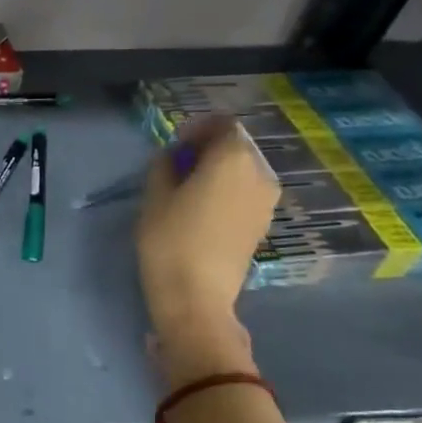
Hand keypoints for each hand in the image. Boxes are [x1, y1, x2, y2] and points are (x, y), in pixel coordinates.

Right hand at [135, 116, 278, 383]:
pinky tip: (203, 210)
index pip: (223, 125)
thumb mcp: (155, 196)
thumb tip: (175, 157)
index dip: (198, 129)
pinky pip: (246, 193)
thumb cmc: (170, 240)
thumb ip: (165, 165)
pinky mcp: (263, 225)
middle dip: (209, 150)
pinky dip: (228, 192)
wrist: (197, 297)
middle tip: (178, 167)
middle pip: (236, 147)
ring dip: (219, 172)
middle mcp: (259, 174)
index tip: (174, 145)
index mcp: (233, 158)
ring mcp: (266, 202)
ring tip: (189, 190)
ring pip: (243, 171)